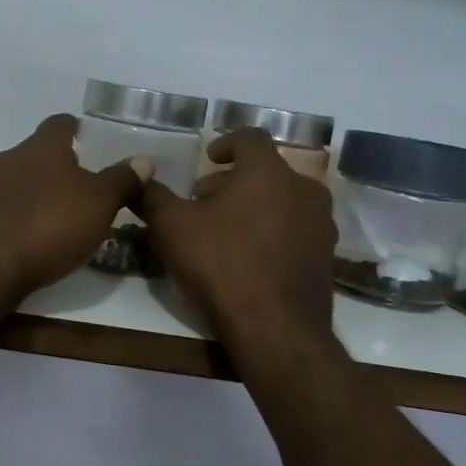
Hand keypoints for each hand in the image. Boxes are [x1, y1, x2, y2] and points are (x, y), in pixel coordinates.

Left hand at [0, 114, 151, 300]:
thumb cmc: (48, 226)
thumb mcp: (99, 204)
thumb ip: (122, 180)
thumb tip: (144, 159)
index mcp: (41, 146)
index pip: (61, 123)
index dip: (78, 130)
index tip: (93, 143)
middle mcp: (9, 157)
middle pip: (38, 153)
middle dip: (59, 167)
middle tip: (84, 188)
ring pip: (18, 181)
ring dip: (37, 193)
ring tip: (59, 217)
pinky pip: (2, 209)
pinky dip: (18, 217)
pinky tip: (31, 239)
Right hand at [136, 128, 336, 347]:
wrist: (275, 327)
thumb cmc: (221, 264)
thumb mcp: (172, 227)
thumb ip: (153, 197)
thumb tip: (138, 179)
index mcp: (267, 171)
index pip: (250, 137)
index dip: (226, 143)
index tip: (208, 159)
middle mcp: (303, 188)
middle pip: (267, 171)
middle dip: (235, 180)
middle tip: (207, 200)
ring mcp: (321, 223)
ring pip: (284, 200)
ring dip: (256, 205)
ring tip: (227, 229)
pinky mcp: (326, 256)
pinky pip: (296, 230)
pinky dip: (274, 231)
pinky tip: (250, 257)